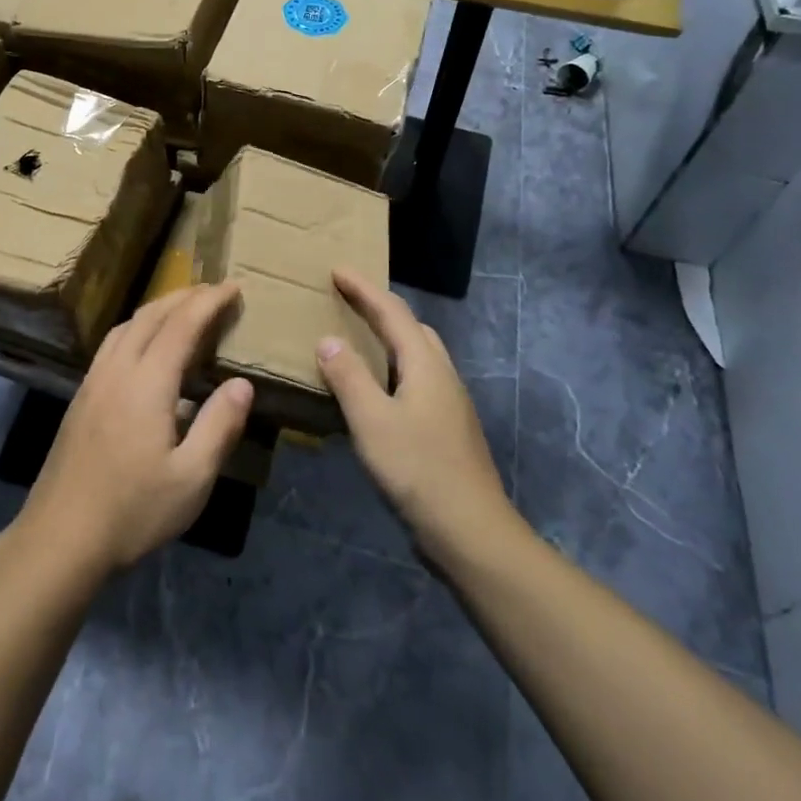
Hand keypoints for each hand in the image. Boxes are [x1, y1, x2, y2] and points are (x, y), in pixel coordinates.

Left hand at [15, 284, 254, 576]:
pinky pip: (112, 343)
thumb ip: (219, 426)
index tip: (234, 286)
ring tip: (182, 309)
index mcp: (147, 382)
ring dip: (157, 308)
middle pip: (151, 315)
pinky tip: (144, 346)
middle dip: (184, 296)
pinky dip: (136, 327)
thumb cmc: (133, 510)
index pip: (182, 325)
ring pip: (126, 325)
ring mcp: (93, 382)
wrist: (60, 537)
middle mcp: (117, 370)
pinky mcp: (81, 397)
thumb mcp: (191, 479)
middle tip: (214, 291)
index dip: (209, 302)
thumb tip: (242, 384)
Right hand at [317, 268, 525, 565]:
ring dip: (389, 338)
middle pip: (411, 327)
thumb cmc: (418, 469)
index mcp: (425, 364)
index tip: (337, 270)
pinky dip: (393, 367)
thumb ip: (348, 377)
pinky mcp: (447, 427)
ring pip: (417, 354)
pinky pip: (417, 378)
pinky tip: (376, 390)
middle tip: (347, 301)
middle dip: (379, 308)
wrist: (471, 531)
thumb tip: (329, 340)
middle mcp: (442, 375)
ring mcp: (449, 403)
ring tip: (358, 339)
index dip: (363, 289)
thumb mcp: (372, 421)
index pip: (392, 312)